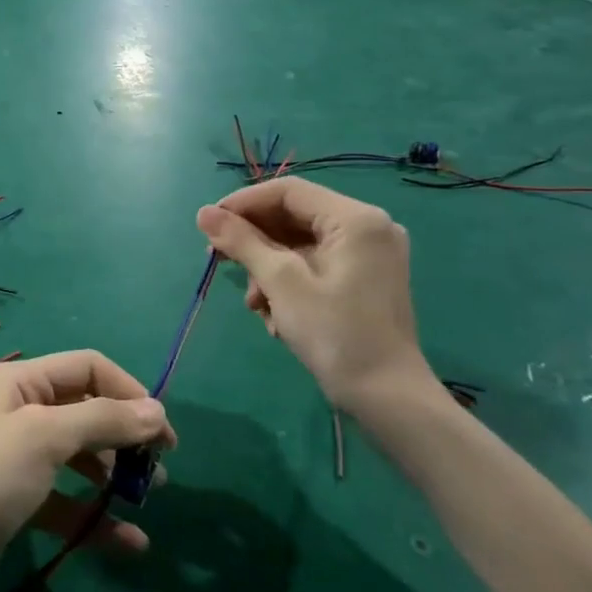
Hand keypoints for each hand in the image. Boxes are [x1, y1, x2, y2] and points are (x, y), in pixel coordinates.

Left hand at [0, 351, 174, 591]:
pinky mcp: (17, 500)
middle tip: (159, 469)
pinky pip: (66, 499)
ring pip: (79, 455)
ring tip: (147, 497)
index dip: (129, 391)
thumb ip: (103, 420)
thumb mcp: (46, 438)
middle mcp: (17, 410)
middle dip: (124, 434)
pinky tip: (129, 542)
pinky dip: (95, 515)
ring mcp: (16, 457)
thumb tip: (156, 410)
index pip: (87, 367)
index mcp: (19, 381)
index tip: (162, 432)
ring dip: (114, 473)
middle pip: (86, 409)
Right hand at [196, 180, 429, 417]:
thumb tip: (203, 213)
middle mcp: (369, 227)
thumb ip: (242, 242)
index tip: (208, 225)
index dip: (243, 203)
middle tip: (219, 260)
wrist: (388, 399)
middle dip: (254, 241)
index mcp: (356, 219)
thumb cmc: (336, 335)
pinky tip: (275, 314)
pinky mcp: (366, 278)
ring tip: (254, 303)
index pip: (288, 191)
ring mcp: (370, 254)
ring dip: (268, 267)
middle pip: (294, 216)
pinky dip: (289, 281)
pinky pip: (316, 263)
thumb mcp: (281, 283)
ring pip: (301, 243)